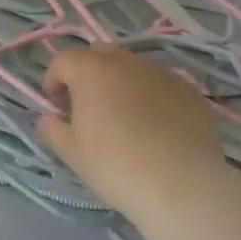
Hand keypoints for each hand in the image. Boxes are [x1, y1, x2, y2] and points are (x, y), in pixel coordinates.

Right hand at [38, 46, 230, 226]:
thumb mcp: (73, 154)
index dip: (54, 79)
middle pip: (101, 54)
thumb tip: (49, 120)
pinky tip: (156, 128)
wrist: (182, 186)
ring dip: (122, 82)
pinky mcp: (191, 93)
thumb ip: (53, 130)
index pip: (65, 60)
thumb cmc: (116, 166)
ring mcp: (163, 75)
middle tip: (87, 104)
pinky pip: (162, 86)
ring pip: (134, 68)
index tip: (56, 105)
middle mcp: (128, 63)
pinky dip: (152, 97)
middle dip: (88, 72)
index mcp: (93, 72)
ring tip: (124, 117)